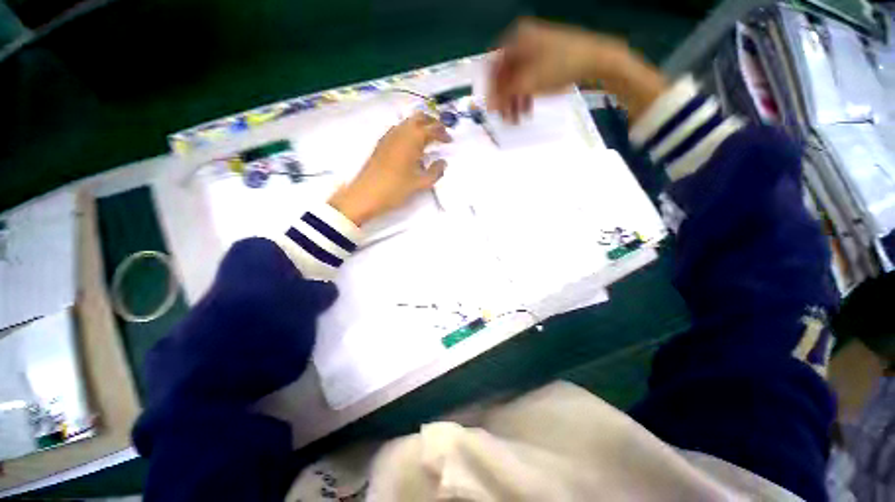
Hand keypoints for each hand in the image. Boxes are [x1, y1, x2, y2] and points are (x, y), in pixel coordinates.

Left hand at [328, 113, 451, 225]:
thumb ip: (435, 171)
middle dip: (431, 122)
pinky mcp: (382, 143)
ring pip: (407, 122)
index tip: (449, 140)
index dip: (442, 133)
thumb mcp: (420, 183)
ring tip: (428, 139)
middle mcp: (401, 132)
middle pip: (419, 118)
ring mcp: (389, 136)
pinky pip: (399, 129)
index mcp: (413, 139)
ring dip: (420, 125)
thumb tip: (443, 162)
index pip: (432, 129)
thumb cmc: (396, 188)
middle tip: (440, 132)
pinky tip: (411, 145)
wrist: (366, 194)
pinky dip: (409, 131)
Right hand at [488, 17, 667, 122]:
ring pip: (517, 79)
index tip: (492, 109)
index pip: (493, 66)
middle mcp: (523, 41)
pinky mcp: (546, 59)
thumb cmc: (559, 66)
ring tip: (517, 120)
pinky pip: (529, 78)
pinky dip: (526, 95)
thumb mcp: (528, 82)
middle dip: (505, 99)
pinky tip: (527, 111)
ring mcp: (536, 49)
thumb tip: (488, 106)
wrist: (595, 59)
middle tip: (505, 119)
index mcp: (516, 39)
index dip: (491, 90)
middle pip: (506, 75)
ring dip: (515, 101)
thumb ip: (505, 94)